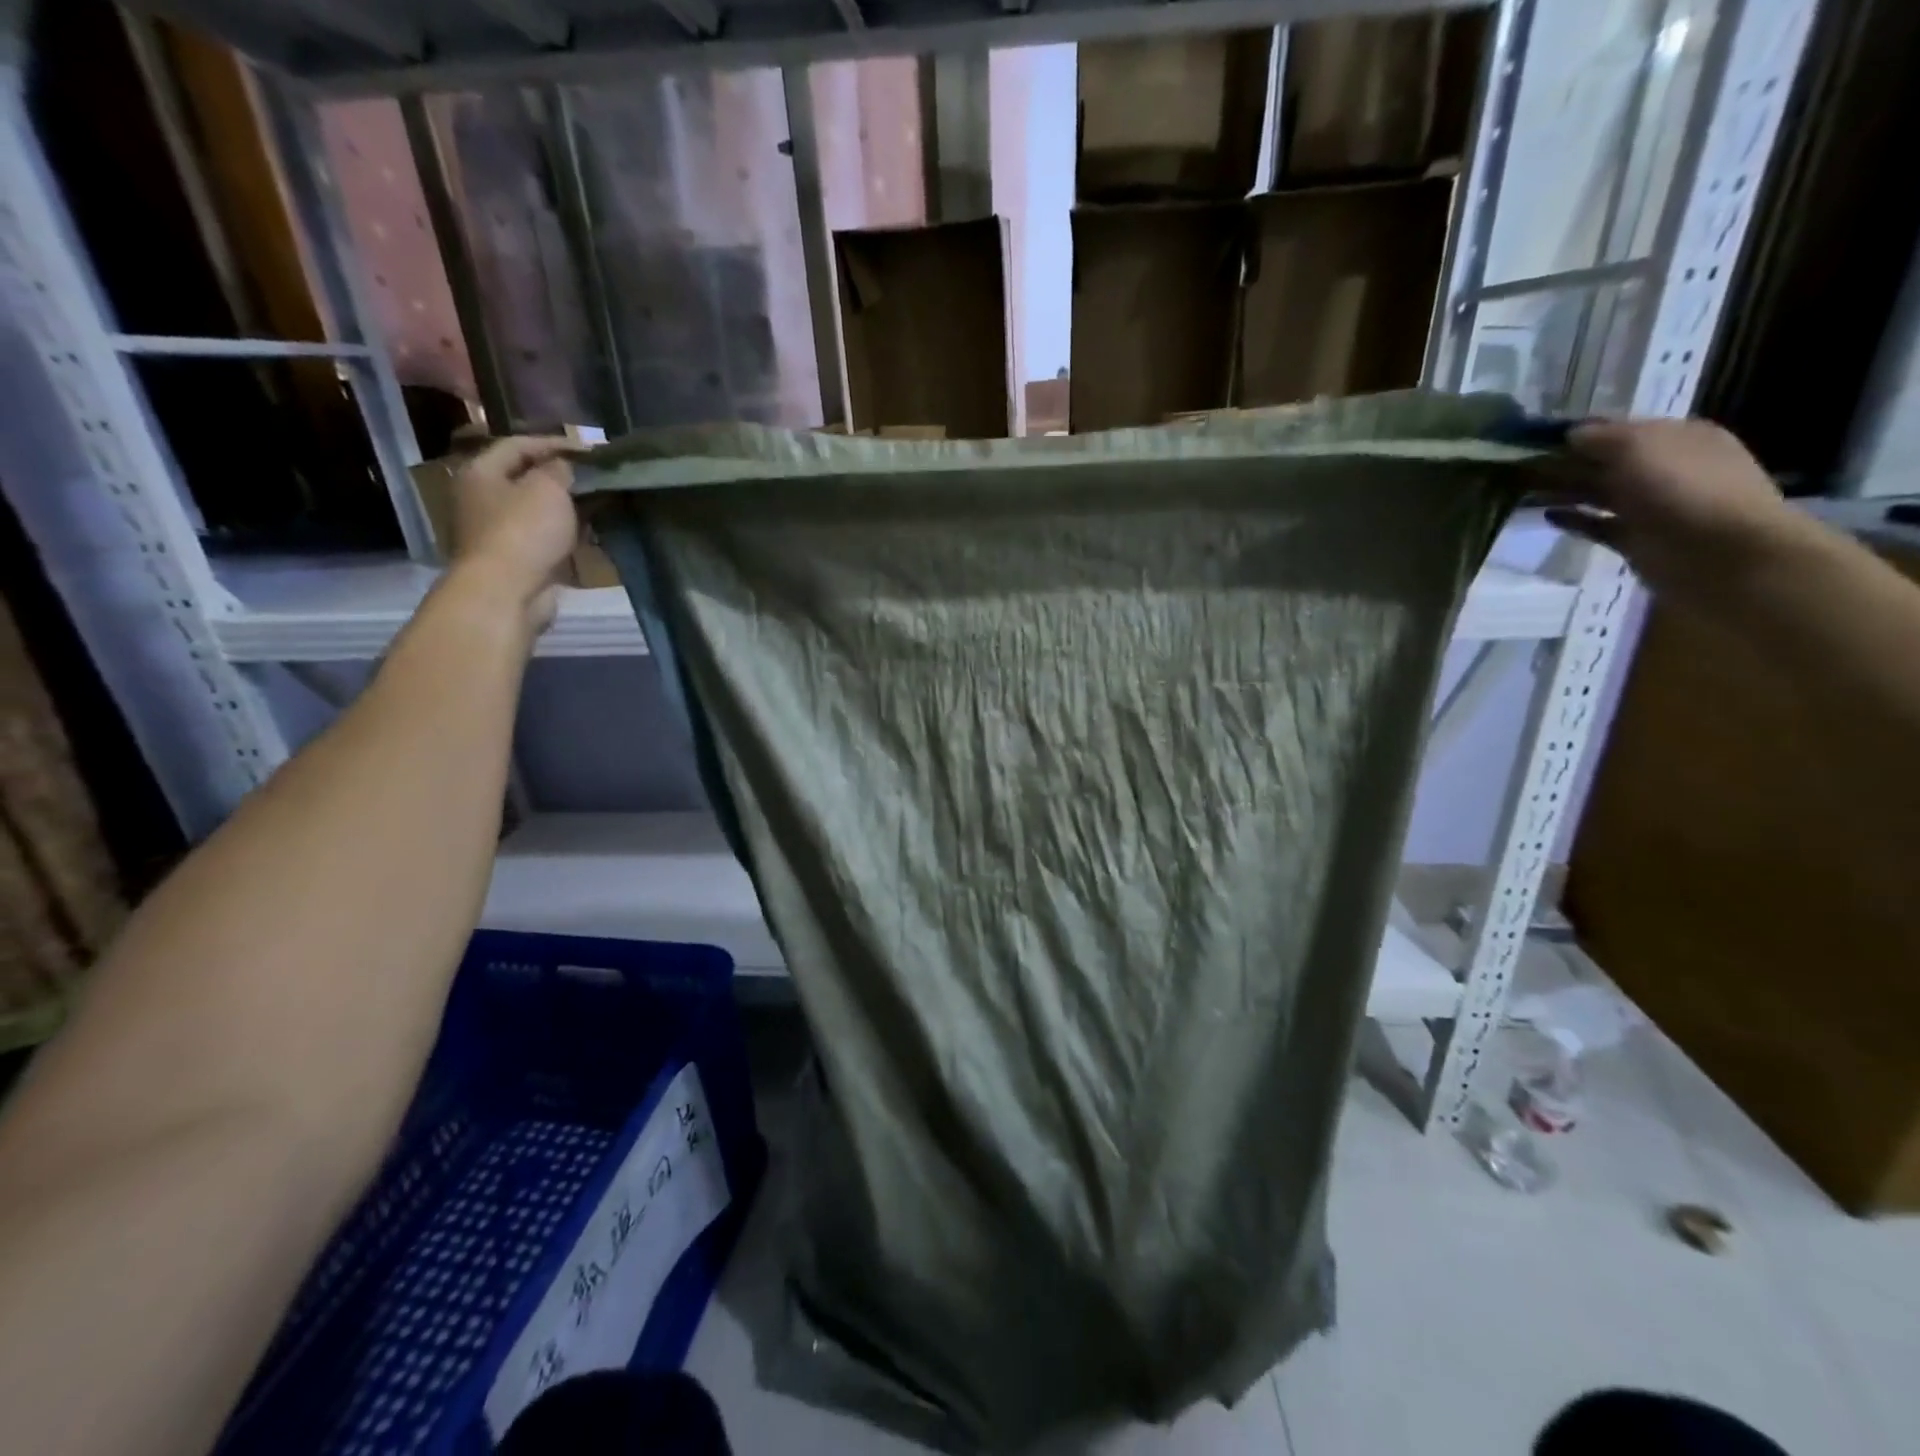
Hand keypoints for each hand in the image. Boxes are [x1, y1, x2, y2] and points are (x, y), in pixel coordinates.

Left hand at [446, 437, 579, 632]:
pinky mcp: (516, 559)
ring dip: (568, 508)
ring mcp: (498, 531)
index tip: (592, 449)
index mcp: (482, 472)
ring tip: (600, 505)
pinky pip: (545, 538)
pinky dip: (566, 534)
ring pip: (539, 510)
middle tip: (597, 477)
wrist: (507, 592)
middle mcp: (483, 498)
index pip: (519, 445)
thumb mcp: (548, 488)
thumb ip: (561, 470)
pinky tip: (590, 534)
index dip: (556, 443)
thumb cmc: (524, 531)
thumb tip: (567, 466)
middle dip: (563, 477)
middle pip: (526, 478)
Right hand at [1545, 419, 1806, 605]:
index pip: (1621, 428)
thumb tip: (1570, 435)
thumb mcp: (1639, 447)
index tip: (1538, 438)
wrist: (1721, 554)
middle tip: (1521, 466)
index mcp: (1677, 437)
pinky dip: (1574, 520)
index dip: (1582, 431)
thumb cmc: (1684, 489)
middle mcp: (1666, 467)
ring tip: (1524, 491)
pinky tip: (1546, 516)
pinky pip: (1598, 525)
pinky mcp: (1636, 539)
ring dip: (1565, 490)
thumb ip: (1601, 438)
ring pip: (1600, 493)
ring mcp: (1652, 506)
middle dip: (1567, 462)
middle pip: (1607, 461)